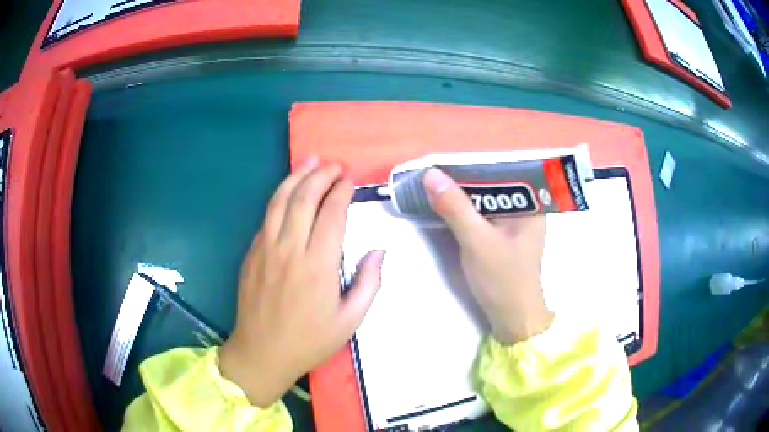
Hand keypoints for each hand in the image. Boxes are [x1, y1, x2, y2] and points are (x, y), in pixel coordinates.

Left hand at [219, 156, 384, 407]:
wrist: (262, 353)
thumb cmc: (309, 340)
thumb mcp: (350, 320)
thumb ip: (368, 283)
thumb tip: (378, 251)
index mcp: (318, 265)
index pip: (331, 214)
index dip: (342, 192)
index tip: (350, 180)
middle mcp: (289, 249)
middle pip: (304, 198)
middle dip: (321, 175)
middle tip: (334, 165)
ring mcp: (265, 248)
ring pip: (280, 200)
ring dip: (297, 176)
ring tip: (310, 161)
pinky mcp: (251, 253)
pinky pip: (267, 217)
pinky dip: (280, 197)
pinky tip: (288, 192)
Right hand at [423, 168, 553, 344]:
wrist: (511, 317)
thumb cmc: (503, 279)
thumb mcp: (477, 241)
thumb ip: (455, 207)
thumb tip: (431, 174)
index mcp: (532, 203)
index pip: (506, 170)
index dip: (477, 161)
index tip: (449, 155)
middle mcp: (527, 207)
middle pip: (495, 182)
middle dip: (467, 175)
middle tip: (437, 165)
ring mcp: (515, 221)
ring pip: (488, 197)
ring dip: (464, 191)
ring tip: (437, 178)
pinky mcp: (503, 234)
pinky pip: (484, 212)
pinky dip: (467, 207)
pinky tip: (448, 201)